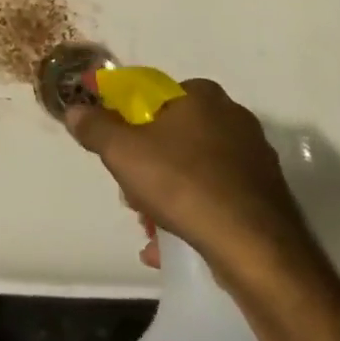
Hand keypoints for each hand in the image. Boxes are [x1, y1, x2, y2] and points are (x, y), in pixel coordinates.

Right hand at [64, 79, 319, 277]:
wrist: (254, 245)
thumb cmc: (182, 183)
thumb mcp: (122, 152)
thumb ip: (95, 127)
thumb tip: (76, 109)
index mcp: (201, 96)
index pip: (152, 95)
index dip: (126, 120)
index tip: (113, 149)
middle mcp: (232, 117)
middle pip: (171, 135)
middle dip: (145, 165)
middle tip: (130, 193)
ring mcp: (252, 157)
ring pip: (192, 169)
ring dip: (164, 194)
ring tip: (150, 225)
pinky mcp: (264, 194)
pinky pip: (214, 197)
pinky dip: (191, 214)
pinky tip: (171, 243)